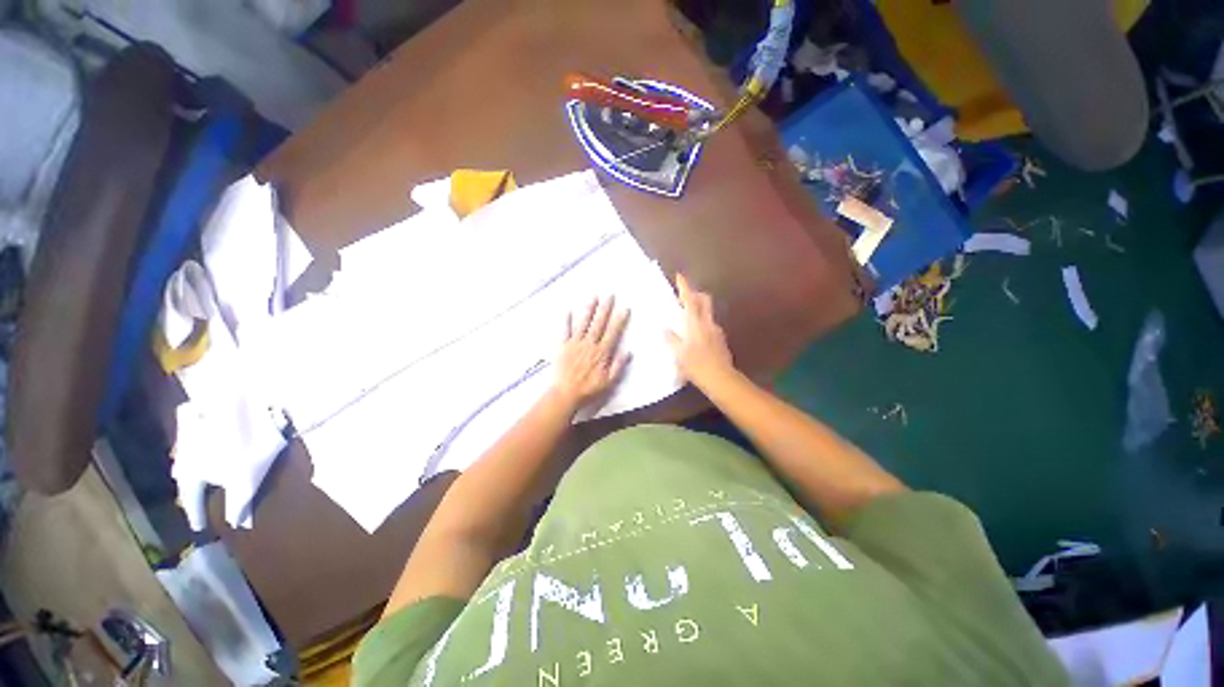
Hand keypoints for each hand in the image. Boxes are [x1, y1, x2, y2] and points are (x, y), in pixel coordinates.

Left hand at [552, 296, 630, 409]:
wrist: (566, 393)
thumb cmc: (589, 389)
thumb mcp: (609, 381)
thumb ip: (618, 365)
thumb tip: (628, 352)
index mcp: (601, 352)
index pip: (613, 332)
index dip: (619, 320)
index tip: (624, 308)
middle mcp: (589, 344)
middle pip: (599, 323)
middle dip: (605, 308)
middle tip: (610, 295)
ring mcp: (575, 344)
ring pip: (584, 323)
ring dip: (589, 309)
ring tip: (594, 297)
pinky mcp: (563, 346)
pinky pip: (565, 331)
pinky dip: (567, 321)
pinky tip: (568, 310)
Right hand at [665, 274, 732, 385]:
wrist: (721, 379)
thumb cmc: (696, 365)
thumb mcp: (678, 353)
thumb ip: (671, 339)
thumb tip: (664, 330)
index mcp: (695, 323)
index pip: (689, 299)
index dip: (684, 286)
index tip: (679, 276)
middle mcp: (707, 322)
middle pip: (704, 300)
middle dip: (695, 294)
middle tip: (683, 297)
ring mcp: (716, 331)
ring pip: (707, 312)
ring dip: (698, 310)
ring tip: (686, 319)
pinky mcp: (721, 340)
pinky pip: (709, 325)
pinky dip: (702, 324)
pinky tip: (695, 336)